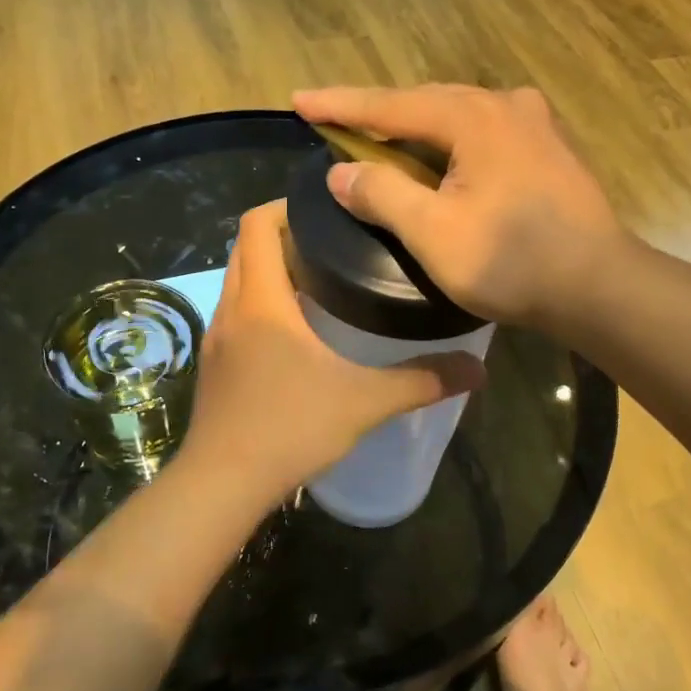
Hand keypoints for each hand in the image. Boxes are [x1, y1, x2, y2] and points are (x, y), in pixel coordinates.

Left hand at [177, 200, 486, 505]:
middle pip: (244, 247)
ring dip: (267, 270)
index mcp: (261, 300)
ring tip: (318, 282)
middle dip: (281, 235)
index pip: (256, 224)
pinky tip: (294, 333)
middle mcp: (231, 308)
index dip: (285, 206)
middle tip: (331, 244)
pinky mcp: (213, 365)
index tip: (326, 210)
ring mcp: (216, 338)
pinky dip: (258, 304)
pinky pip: (234, 313)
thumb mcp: (364, 402)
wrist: (222, 484)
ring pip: (236, 281)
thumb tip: (477, 370)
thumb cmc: (290, 428)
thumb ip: (421, 380)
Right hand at [292, 84, 624, 328]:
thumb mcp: (434, 233)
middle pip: (424, 103)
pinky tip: (439, 157)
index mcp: (473, 117)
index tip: (298, 101)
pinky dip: (449, 141)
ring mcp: (534, 123)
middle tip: (333, 119)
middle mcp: (505, 105)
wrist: (599, 286)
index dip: (339, 105)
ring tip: (379, 137)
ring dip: (414, 127)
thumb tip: (341, 172)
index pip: (390, 106)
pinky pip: (482, 132)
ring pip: (456, 116)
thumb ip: (383, 194)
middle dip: (376, 113)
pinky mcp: (549, 147)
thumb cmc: (512, 261)